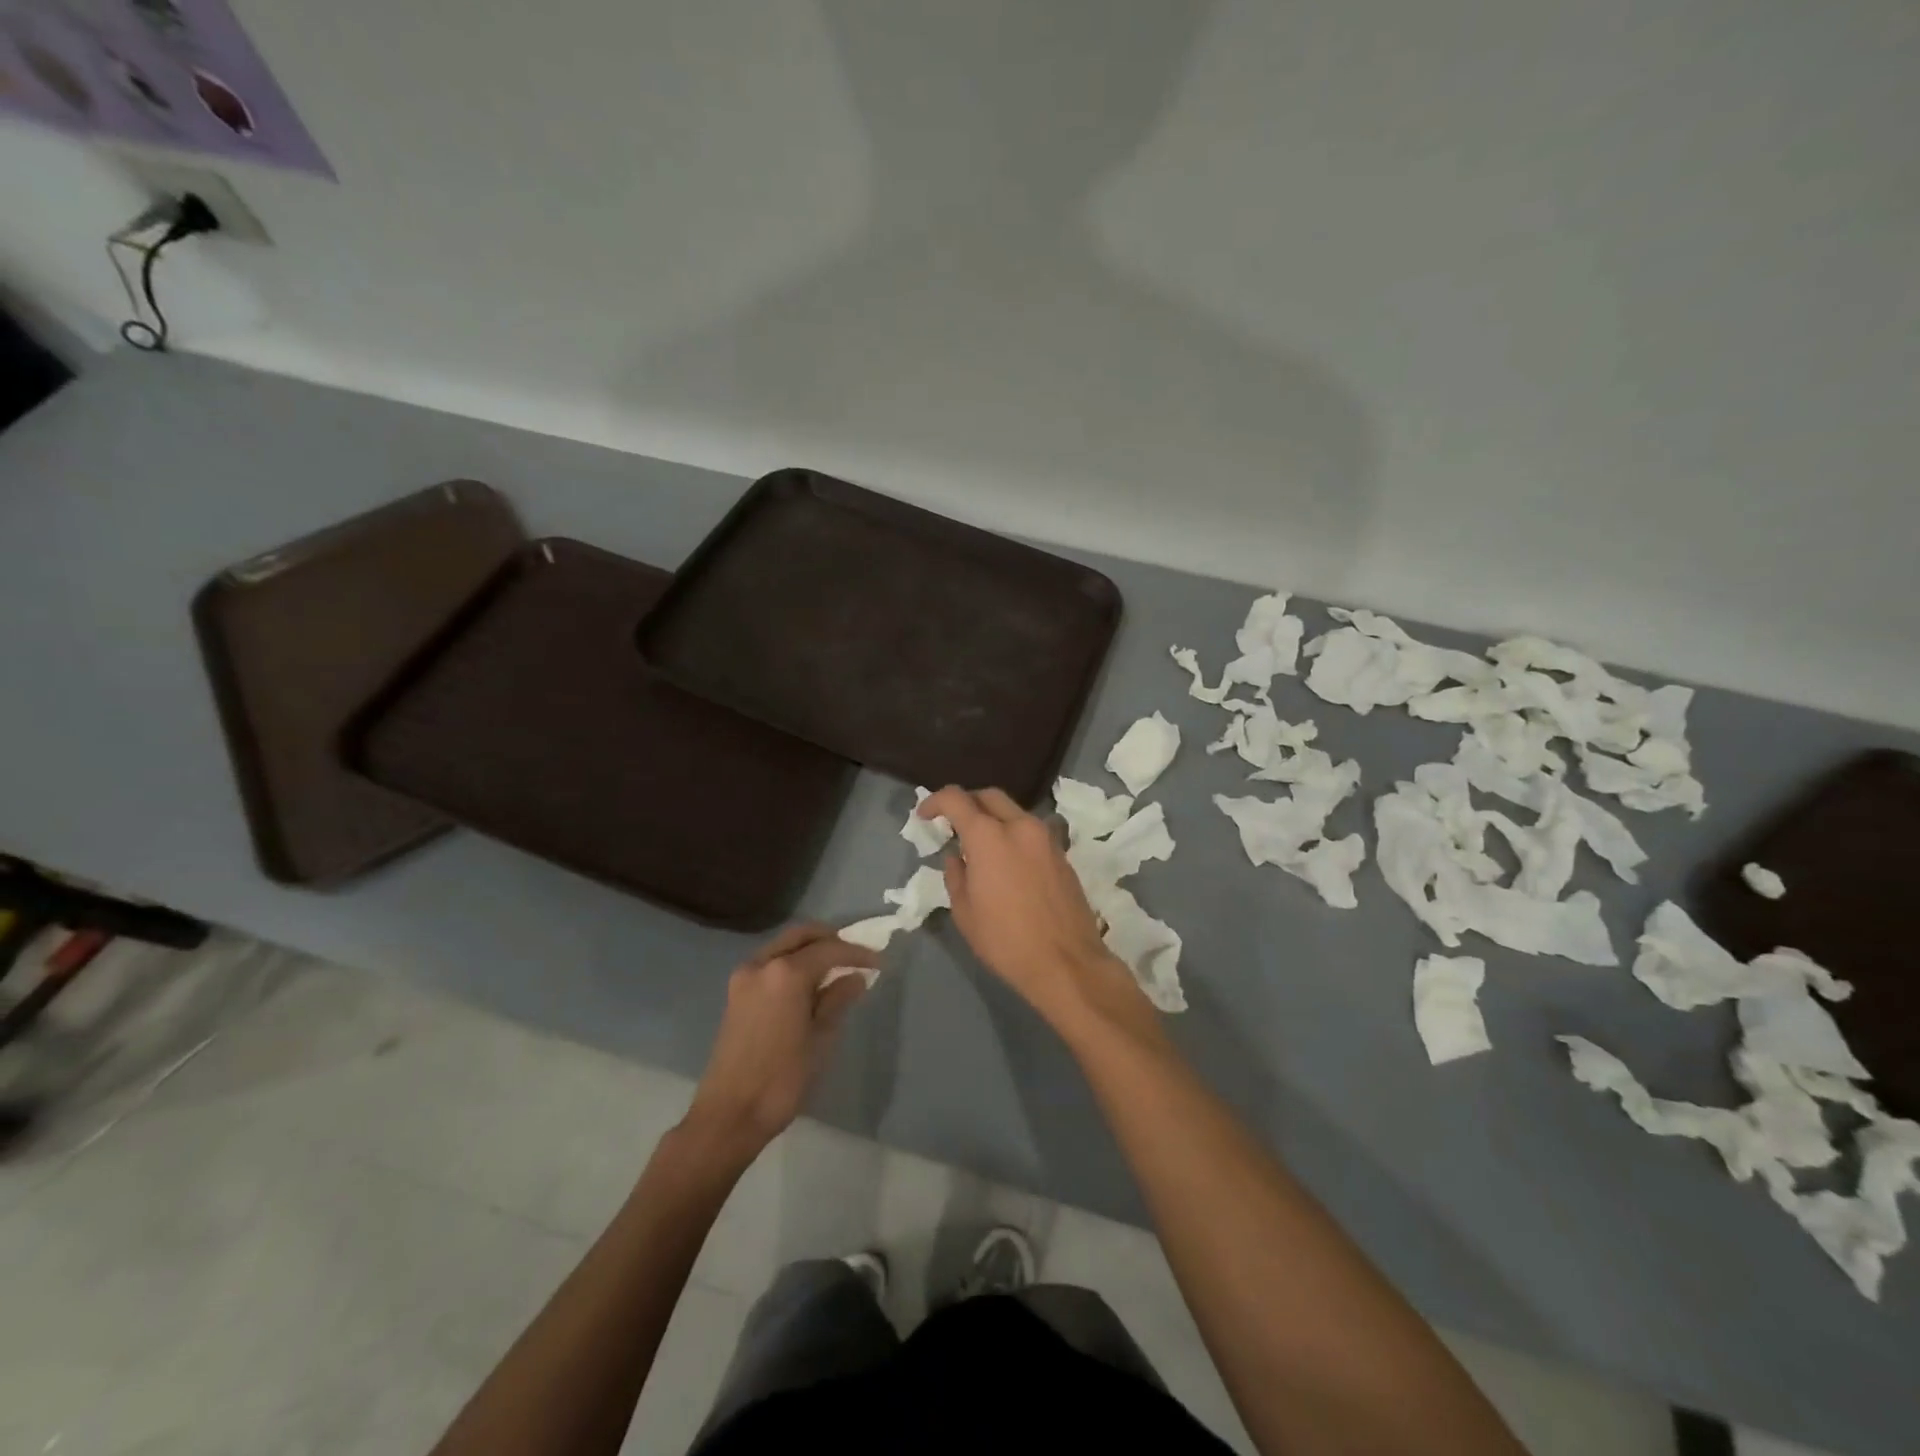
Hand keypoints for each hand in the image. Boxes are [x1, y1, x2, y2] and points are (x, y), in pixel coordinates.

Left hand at [683, 924, 876, 1155]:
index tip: (879, 962)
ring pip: (784, 946)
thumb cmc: (782, 1079)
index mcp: (785, 973)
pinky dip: (792, 963)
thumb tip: (855, 978)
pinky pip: (771, 963)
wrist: (729, 1115)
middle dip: (831, 940)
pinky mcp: (736, 993)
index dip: (856, 953)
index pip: (829, 949)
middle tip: (855, 956)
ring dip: (810, 950)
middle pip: (802, 936)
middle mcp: (762, 964)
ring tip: (836, 970)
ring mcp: (745, 977)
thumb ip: (837, 1000)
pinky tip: (810, 985)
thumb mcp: (820, 1039)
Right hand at [920, 786, 1148, 1030]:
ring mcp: (1046, 838)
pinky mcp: (1062, 854)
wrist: (1066, 963)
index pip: (956, 799)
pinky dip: (1013, 834)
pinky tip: (1005, 861)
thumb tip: (958, 856)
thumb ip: (956, 874)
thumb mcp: (965, 912)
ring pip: (1013, 811)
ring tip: (979, 844)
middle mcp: (1020, 826)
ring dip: (993, 818)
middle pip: (989, 796)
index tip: (925, 815)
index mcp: (989, 836)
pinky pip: (1030, 831)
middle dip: (967, 802)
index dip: (935, 801)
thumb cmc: (1005, 941)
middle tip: (952, 823)